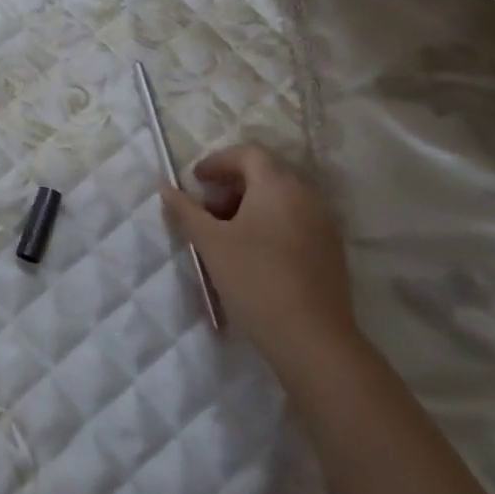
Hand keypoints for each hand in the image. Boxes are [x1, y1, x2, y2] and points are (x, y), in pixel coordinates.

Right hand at [159, 144, 359, 379]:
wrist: (312, 339)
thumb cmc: (255, 280)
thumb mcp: (210, 242)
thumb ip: (185, 210)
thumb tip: (164, 185)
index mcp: (278, 185)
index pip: (247, 153)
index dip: (217, 162)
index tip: (195, 181)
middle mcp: (306, 196)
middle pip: (266, 174)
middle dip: (232, 185)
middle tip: (206, 209)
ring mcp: (323, 224)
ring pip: (281, 199)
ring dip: (250, 205)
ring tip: (225, 235)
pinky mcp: (330, 251)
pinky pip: (295, 221)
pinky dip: (270, 224)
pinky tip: (252, 254)